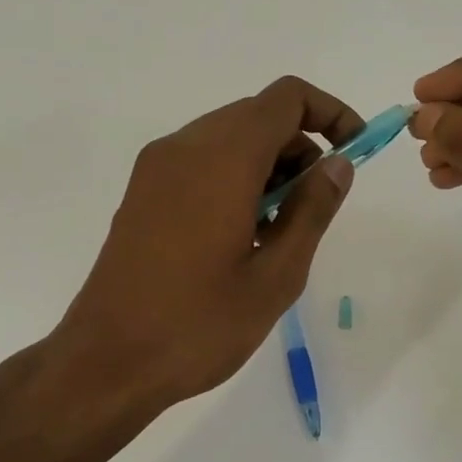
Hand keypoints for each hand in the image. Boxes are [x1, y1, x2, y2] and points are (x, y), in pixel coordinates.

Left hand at [52, 76, 360, 409]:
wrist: (106, 362)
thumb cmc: (199, 325)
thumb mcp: (276, 275)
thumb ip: (312, 210)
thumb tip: (338, 164)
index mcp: (221, 159)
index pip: (286, 99)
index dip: (330, 113)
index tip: (354, 152)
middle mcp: (184, 147)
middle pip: (257, 115)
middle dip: (300, 146)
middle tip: (315, 207)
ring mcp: (155, 169)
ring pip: (228, 138)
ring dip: (268, 165)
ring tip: (278, 231)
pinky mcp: (142, 193)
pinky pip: (200, 161)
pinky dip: (234, 177)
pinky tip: (241, 235)